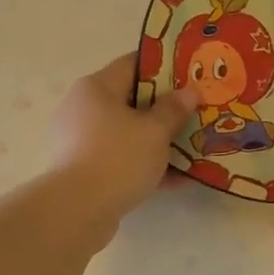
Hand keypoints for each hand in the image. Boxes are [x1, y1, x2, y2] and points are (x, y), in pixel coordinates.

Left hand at [52, 54, 198, 224]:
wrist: (77, 211)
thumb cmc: (117, 157)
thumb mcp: (154, 131)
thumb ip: (174, 109)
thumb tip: (189, 91)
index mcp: (96, 88)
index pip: (133, 64)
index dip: (164, 68)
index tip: (190, 77)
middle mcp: (84, 109)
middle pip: (131, 100)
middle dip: (165, 109)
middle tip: (196, 113)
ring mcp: (82, 141)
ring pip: (129, 133)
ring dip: (159, 140)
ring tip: (193, 147)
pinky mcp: (85, 170)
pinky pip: (122, 160)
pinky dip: (147, 165)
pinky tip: (179, 179)